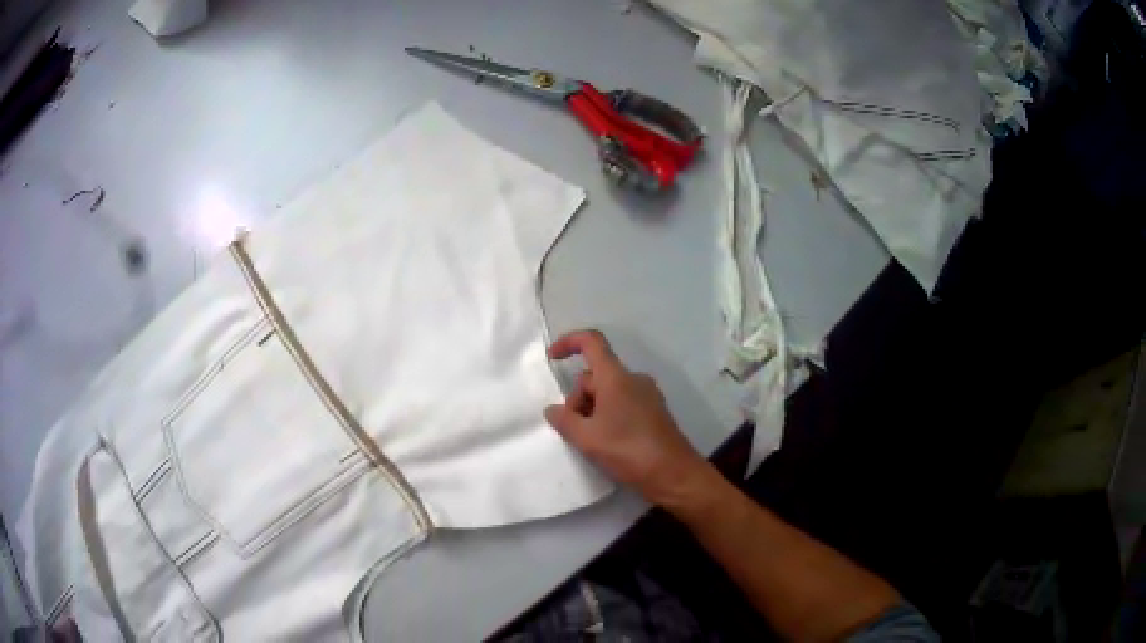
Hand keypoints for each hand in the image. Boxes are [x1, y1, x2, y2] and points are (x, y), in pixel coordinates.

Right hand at [544, 330, 711, 506]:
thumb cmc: (628, 451)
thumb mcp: (587, 438)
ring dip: (592, 411)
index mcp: (616, 377)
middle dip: (578, 398)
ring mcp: (646, 395)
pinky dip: (608, 416)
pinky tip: (608, 443)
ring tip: (592, 441)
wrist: (673, 474)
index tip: (552, 358)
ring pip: (608, 392)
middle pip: (595, 376)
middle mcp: (633, 379)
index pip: (591, 342)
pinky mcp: (653, 412)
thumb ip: (564, 421)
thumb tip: (553, 410)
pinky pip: (623, 404)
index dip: (569, 342)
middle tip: (575, 430)